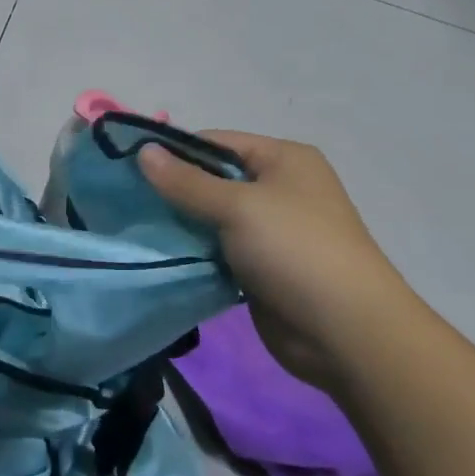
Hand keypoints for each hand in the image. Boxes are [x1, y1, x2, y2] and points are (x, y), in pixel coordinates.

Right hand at [141, 131, 422, 387]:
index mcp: (284, 159)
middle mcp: (279, 189)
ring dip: (181, 225)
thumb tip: (143, 150)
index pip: (216, 142)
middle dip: (174, 191)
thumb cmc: (295, 251)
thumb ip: (186, 181)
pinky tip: (162, 256)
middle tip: (128, 202)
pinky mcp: (261, 268)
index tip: (130, 169)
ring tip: (137, 229)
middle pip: (213, 179)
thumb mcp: (237, 207)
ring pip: (212, 218)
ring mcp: (272, 231)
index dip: (174, 152)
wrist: (346, 333)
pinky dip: (194, 253)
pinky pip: (218, 250)